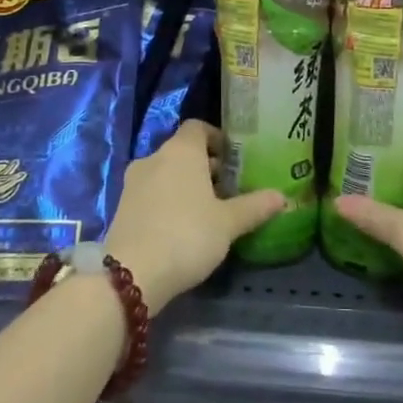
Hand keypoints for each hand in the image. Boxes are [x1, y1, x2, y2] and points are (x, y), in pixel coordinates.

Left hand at [103, 121, 282, 314]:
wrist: (131, 274)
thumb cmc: (187, 235)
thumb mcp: (228, 223)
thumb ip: (254, 207)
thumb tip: (281, 196)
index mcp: (181, 151)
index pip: (198, 127)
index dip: (217, 138)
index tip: (233, 159)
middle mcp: (154, 157)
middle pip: (183, 151)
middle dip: (205, 166)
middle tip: (228, 189)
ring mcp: (133, 181)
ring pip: (166, 172)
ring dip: (185, 184)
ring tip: (207, 210)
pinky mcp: (121, 206)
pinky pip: (151, 192)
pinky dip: (167, 199)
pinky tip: (182, 226)